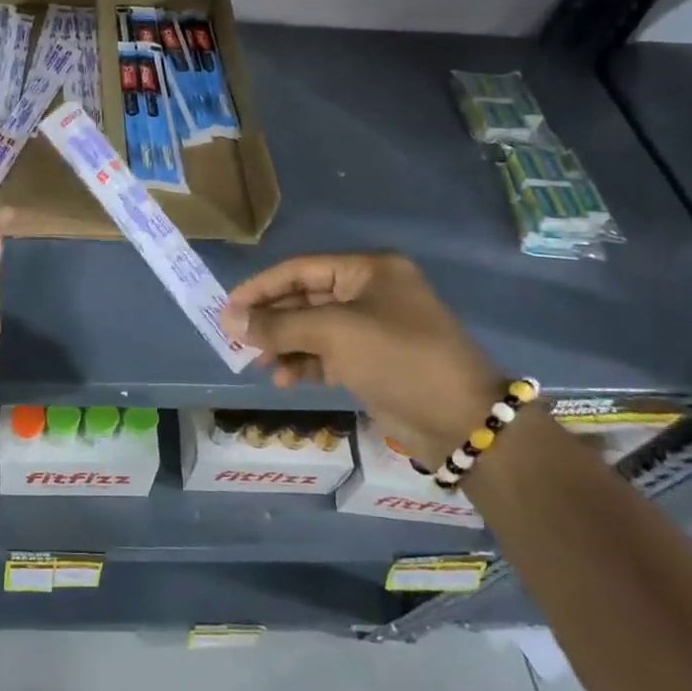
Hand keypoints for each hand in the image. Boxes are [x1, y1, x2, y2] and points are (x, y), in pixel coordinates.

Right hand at [219, 253, 504, 462]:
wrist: (463, 420)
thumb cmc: (398, 358)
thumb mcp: (335, 334)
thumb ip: (279, 325)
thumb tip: (230, 319)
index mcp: (368, 270)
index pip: (300, 269)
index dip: (261, 287)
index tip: (229, 308)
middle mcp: (370, 292)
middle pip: (305, 298)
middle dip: (272, 319)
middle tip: (236, 339)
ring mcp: (373, 328)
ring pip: (314, 328)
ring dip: (285, 344)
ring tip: (261, 365)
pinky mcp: (374, 361)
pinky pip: (327, 353)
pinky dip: (305, 363)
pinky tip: (286, 379)